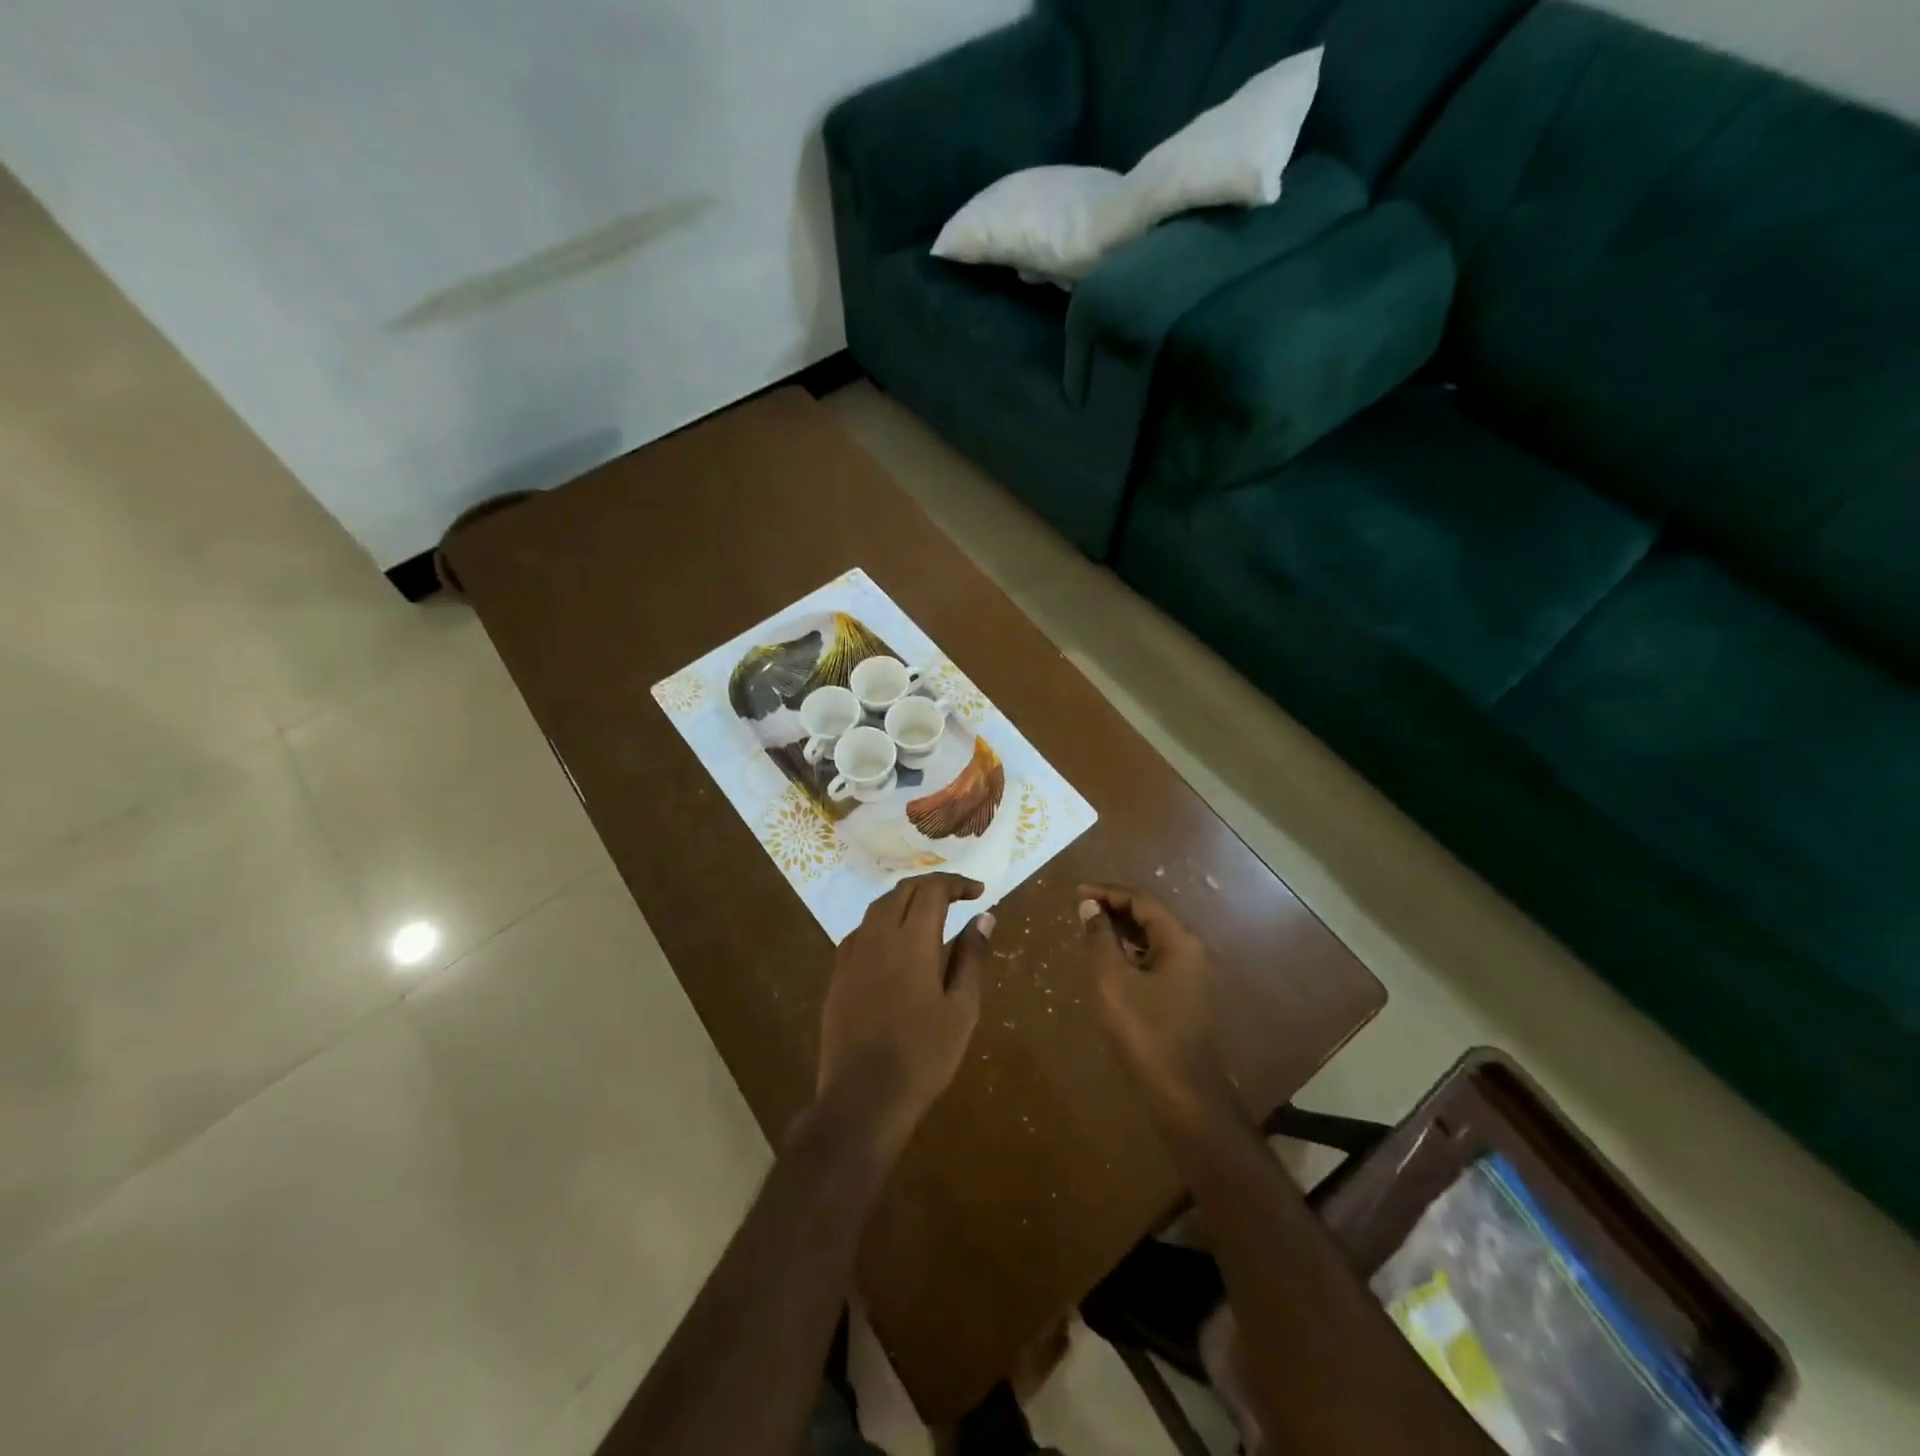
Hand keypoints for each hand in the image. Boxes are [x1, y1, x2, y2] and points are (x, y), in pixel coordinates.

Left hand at [816, 874, 992, 1158]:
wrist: (863, 1098)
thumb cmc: (923, 1056)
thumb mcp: (961, 1009)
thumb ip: (972, 958)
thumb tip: (984, 917)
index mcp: (912, 941)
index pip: (933, 890)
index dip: (956, 883)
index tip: (978, 892)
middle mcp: (878, 936)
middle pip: (903, 891)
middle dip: (932, 886)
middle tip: (958, 896)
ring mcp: (852, 954)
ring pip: (878, 907)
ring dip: (905, 899)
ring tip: (929, 912)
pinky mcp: (837, 974)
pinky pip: (861, 931)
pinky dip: (883, 922)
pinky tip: (894, 943)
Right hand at [1077, 883, 1238, 1130]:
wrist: (1183, 1093)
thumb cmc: (1145, 1032)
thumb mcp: (1112, 981)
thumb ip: (1100, 939)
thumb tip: (1090, 906)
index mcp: (1178, 941)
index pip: (1141, 900)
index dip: (1107, 892)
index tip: (1077, 892)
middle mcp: (1189, 950)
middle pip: (1150, 915)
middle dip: (1114, 907)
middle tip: (1080, 907)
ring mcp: (1190, 974)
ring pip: (1152, 937)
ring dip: (1122, 928)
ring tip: (1090, 929)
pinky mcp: (1183, 995)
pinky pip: (1154, 958)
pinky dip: (1130, 950)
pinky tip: (1110, 960)